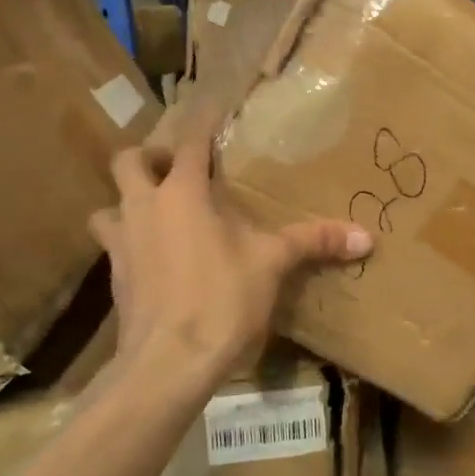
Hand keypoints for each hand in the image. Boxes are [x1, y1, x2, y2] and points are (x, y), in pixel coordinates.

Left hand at [91, 139, 371, 384]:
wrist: (168, 363)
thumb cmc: (221, 298)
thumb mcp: (273, 264)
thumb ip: (315, 242)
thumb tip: (366, 237)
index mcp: (181, 193)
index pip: (188, 143)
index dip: (201, 125)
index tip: (213, 112)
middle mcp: (143, 208)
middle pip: (127, 162)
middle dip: (148, 157)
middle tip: (175, 167)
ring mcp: (122, 244)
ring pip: (109, 206)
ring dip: (127, 202)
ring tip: (156, 212)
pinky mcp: (114, 280)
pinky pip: (114, 247)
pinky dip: (130, 243)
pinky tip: (154, 260)